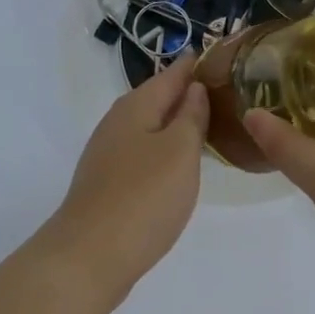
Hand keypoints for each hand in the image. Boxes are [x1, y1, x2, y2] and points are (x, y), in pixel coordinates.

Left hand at [44, 56, 207, 305]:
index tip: (224, 56)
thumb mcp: (180, 151)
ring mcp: (108, 153)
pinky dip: (164, 149)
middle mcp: (118, 122)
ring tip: (209, 125)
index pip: (172, 73)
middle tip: (225, 92)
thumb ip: (191, 116)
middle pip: (158, 97)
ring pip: (149, 126)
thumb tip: (195, 87)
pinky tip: (178, 165)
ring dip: (175, 122)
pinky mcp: (107, 182)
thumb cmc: (143, 197)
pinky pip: (142, 151)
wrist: (88, 257)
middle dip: (187, 93)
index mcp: (136, 106)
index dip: (196, 64)